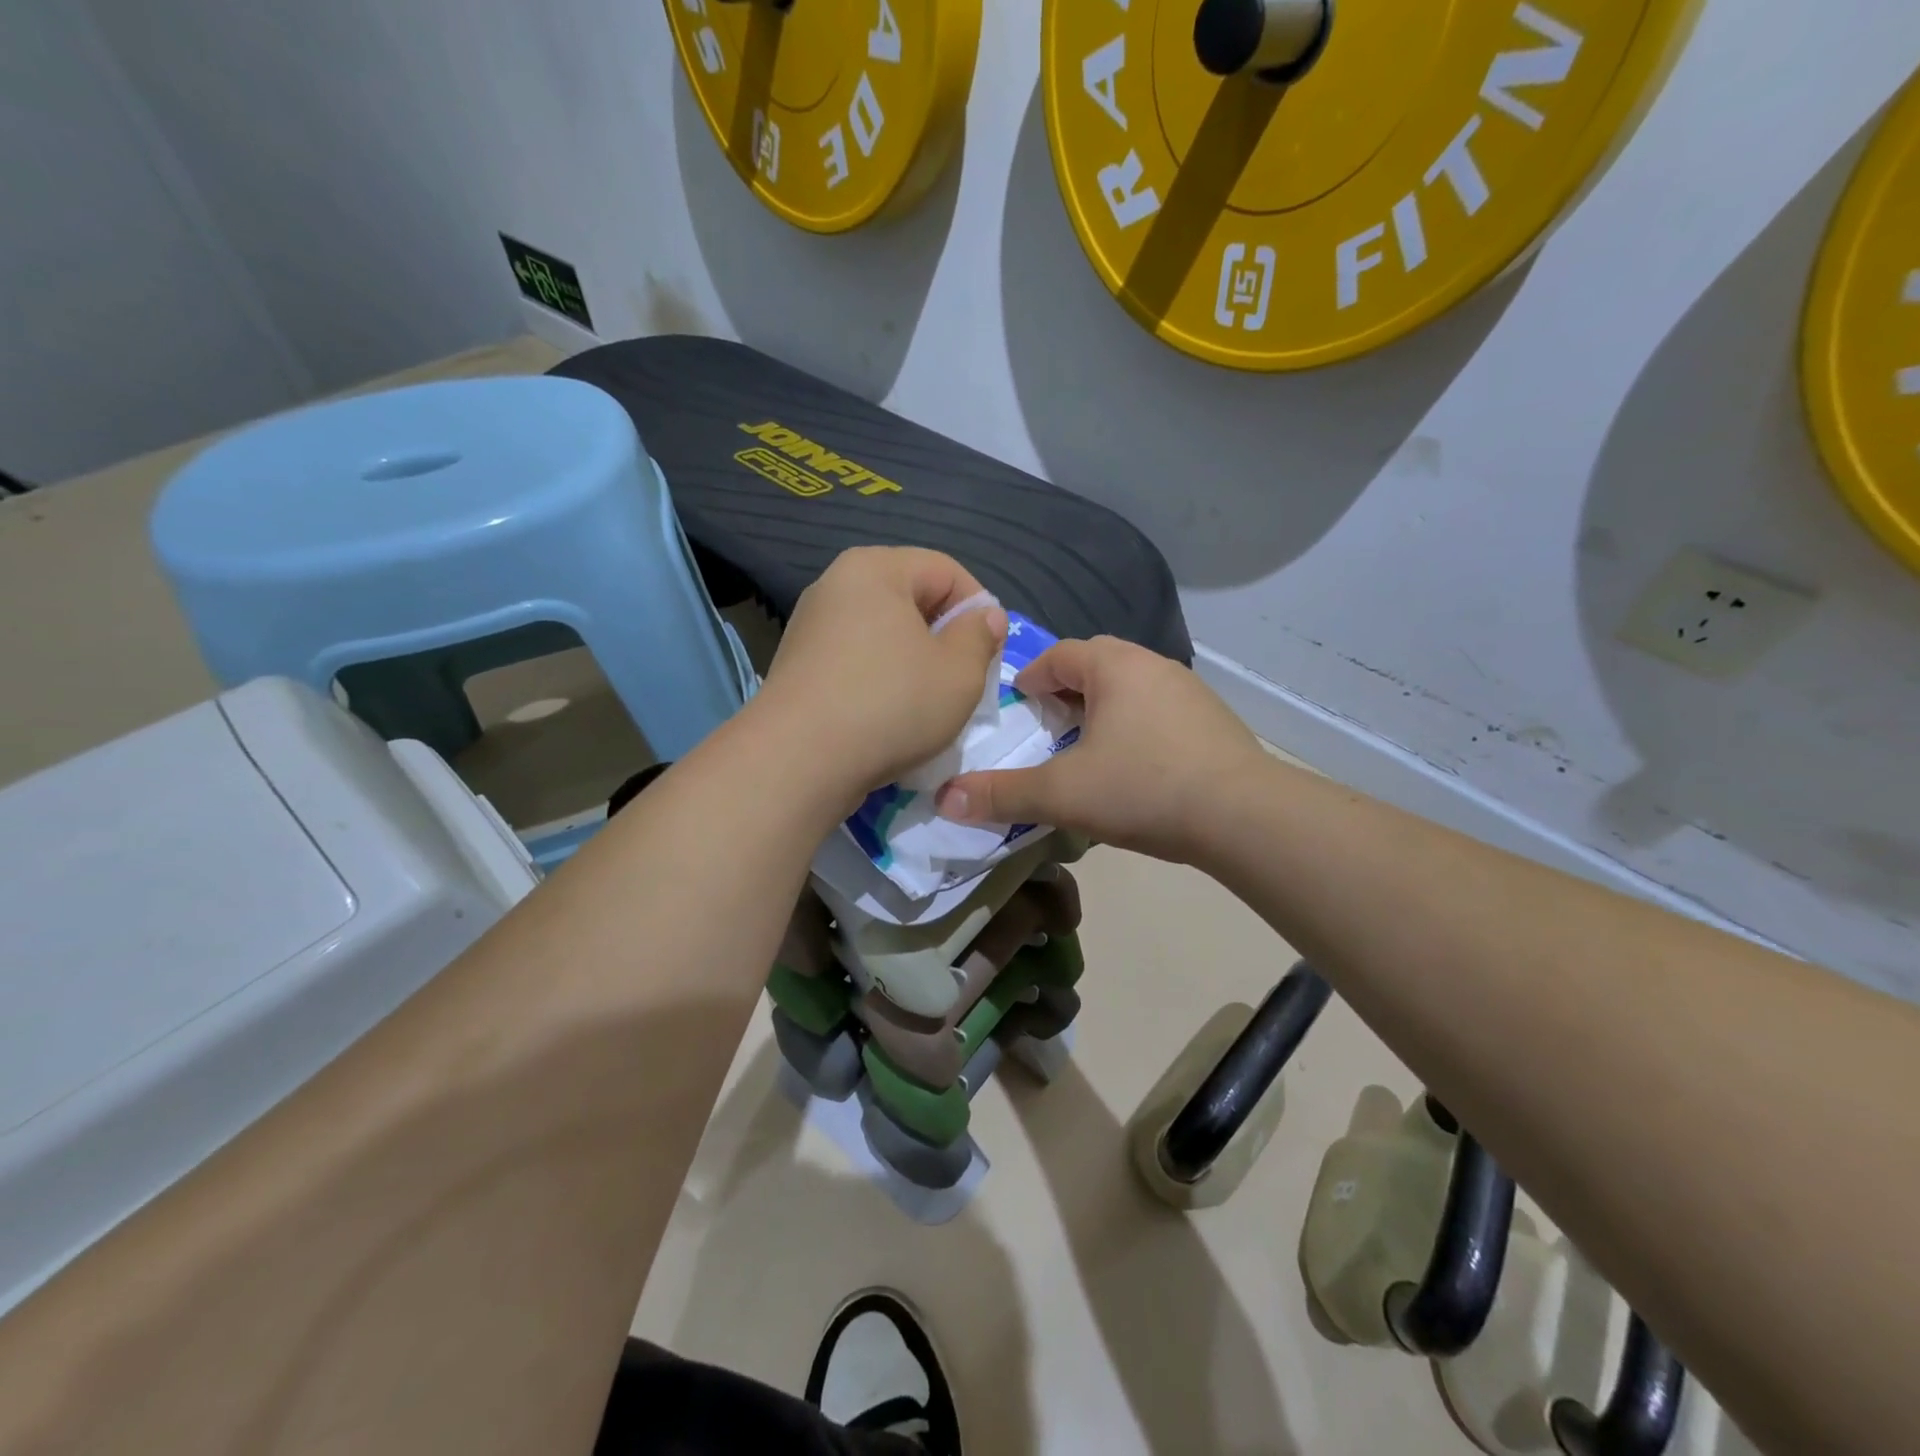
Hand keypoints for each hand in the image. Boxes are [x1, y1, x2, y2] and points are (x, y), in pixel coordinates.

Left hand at [751, 547, 1006, 812]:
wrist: (799, 761)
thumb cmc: (891, 705)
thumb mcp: (959, 672)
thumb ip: (981, 636)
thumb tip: (984, 616)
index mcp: (875, 568)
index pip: (946, 571)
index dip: (979, 609)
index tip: (989, 654)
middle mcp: (836, 585)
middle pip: (911, 600)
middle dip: (944, 638)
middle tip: (962, 681)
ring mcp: (810, 626)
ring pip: (883, 634)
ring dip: (913, 663)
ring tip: (927, 705)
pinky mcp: (797, 665)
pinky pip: (855, 660)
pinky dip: (879, 681)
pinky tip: (888, 717)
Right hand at [936, 635, 1266, 863]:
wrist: (1243, 815)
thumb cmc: (1143, 789)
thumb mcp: (1063, 794)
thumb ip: (1002, 794)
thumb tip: (943, 799)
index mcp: (1113, 666)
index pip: (1058, 655)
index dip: (1031, 677)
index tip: (1018, 706)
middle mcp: (1152, 664)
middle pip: (1096, 664)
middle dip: (1066, 690)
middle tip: (1048, 725)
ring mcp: (1188, 689)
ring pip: (1130, 686)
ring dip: (1103, 706)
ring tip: (1087, 744)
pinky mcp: (1213, 719)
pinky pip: (1159, 708)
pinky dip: (1135, 724)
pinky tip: (1135, 763)